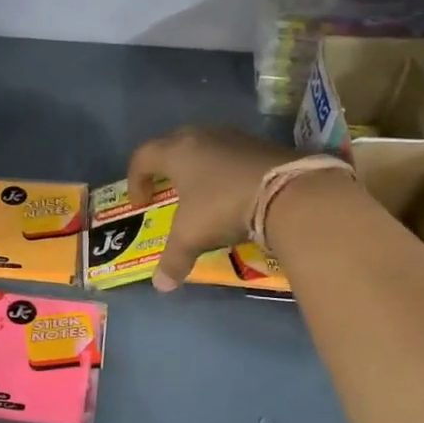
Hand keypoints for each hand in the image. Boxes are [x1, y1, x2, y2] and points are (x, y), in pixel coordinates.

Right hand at [126, 127, 302, 290]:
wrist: (288, 192)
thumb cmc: (224, 207)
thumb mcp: (192, 236)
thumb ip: (173, 259)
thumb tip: (161, 286)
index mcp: (177, 152)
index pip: (143, 156)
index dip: (135, 180)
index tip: (141, 204)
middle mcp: (202, 136)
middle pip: (173, 144)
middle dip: (165, 167)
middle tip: (167, 189)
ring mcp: (235, 137)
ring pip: (205, 146)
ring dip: (197, 167)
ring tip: (201, 193)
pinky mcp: (261, 145)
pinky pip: (232, 154)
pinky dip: (225, 171)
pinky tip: (232, 193)